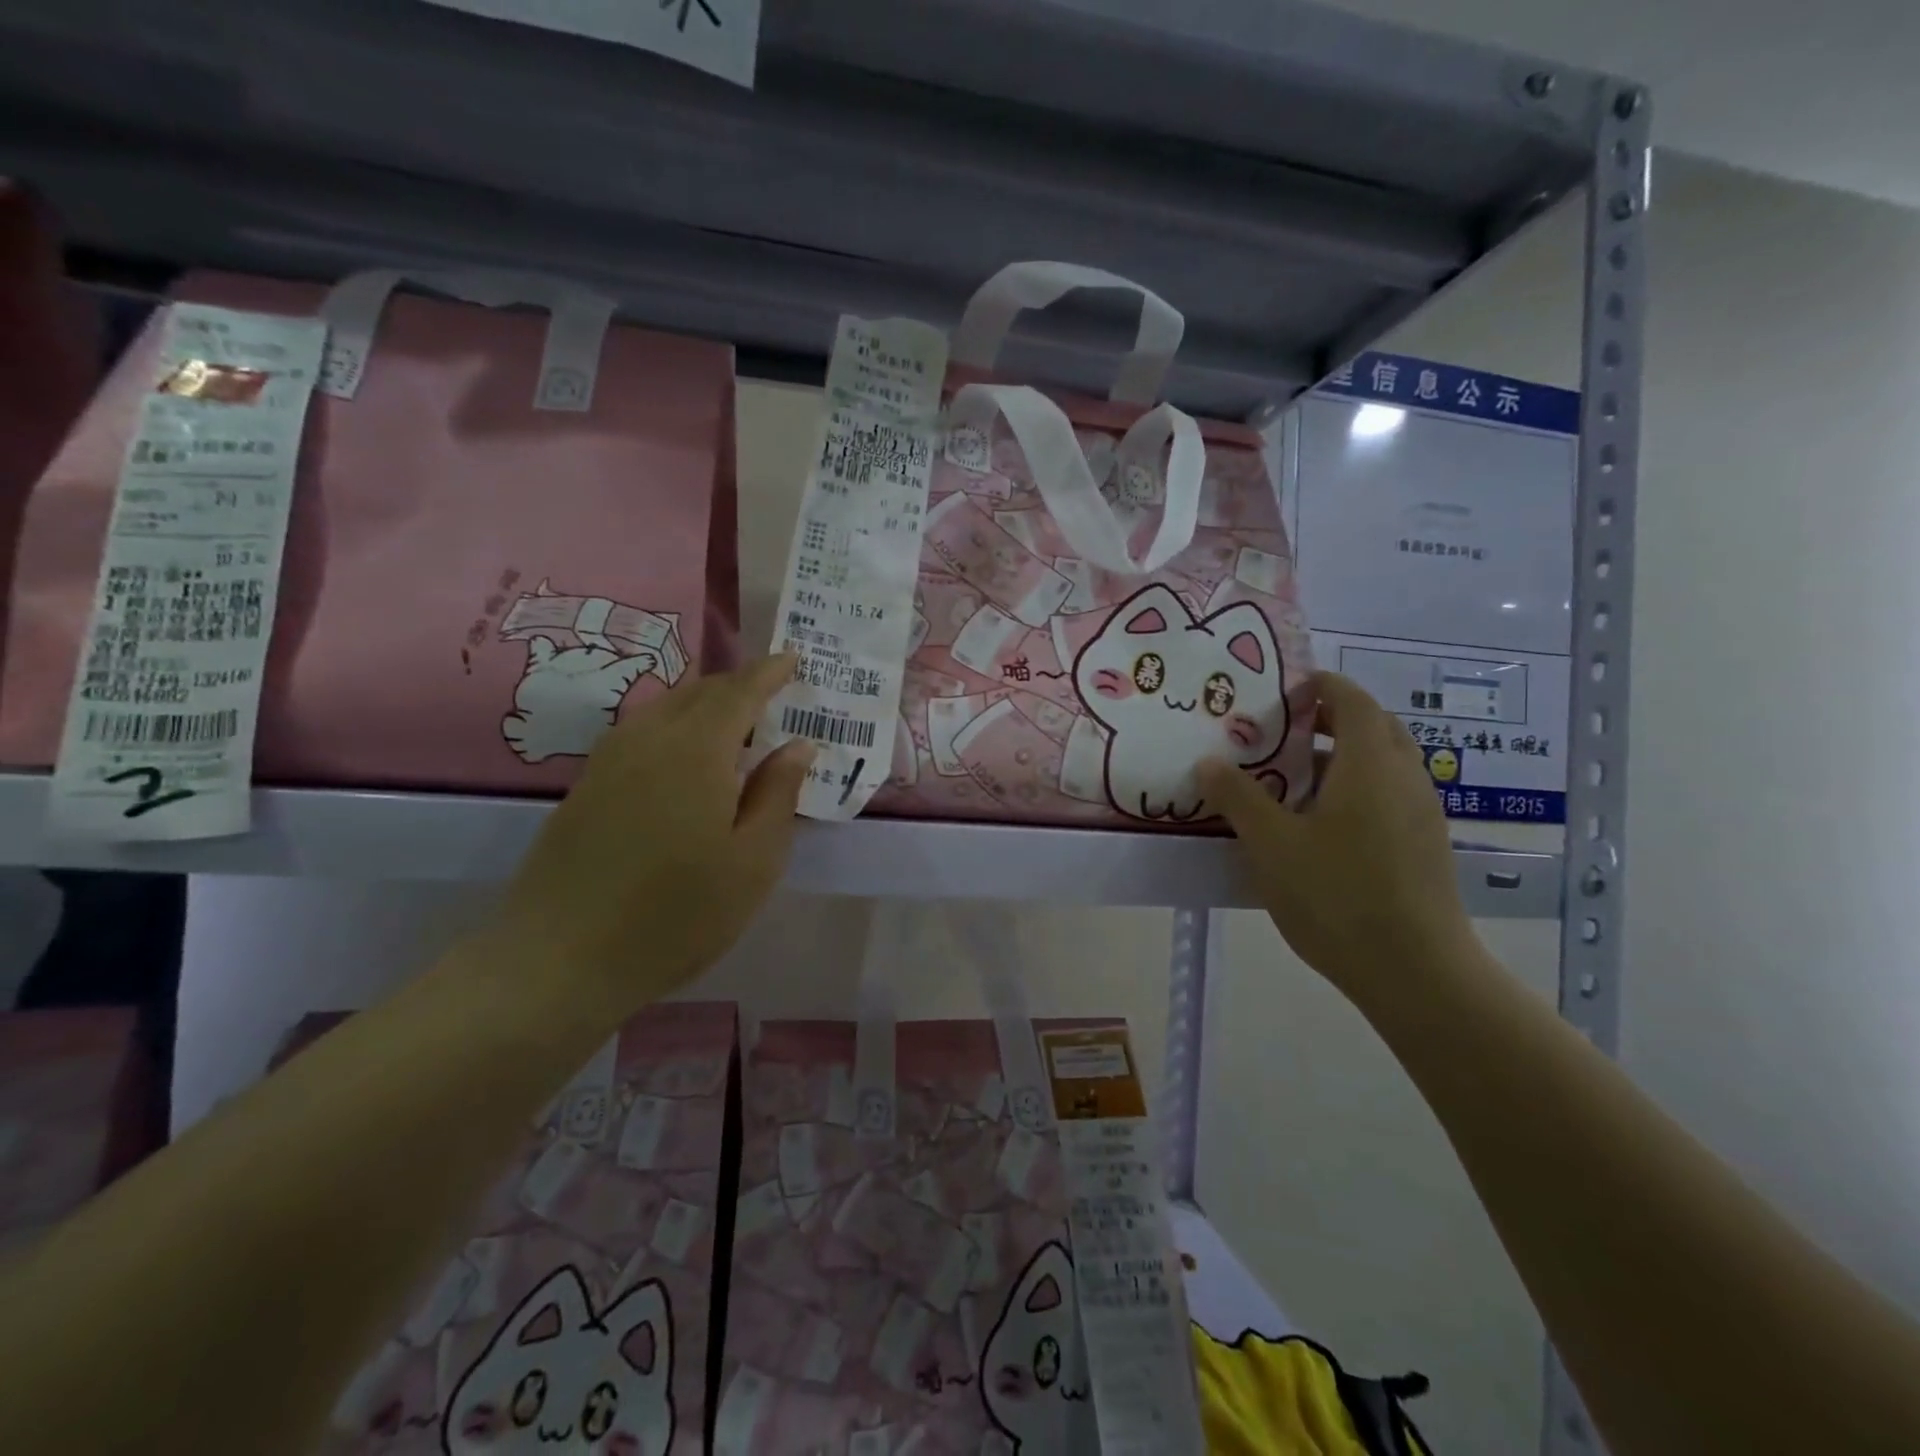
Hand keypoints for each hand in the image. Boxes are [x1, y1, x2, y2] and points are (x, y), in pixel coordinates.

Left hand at [491, 654, 814, 1008]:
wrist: (560, 960)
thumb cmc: (677, 915)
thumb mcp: (753, 862)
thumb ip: (778, 794)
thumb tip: (798, 744)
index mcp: (697, 751)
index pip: (740, 692)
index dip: (769, 672)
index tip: (793, 658)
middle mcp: (649, 739)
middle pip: (699, 692)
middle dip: (738, 685)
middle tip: (772, 693)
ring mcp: (609, 761)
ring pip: (665, 708)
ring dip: (704, 704)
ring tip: (733, 723)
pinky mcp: (586, 786)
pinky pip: (640, 732)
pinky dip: (674, 726)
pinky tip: (684, 757)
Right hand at [1199, 672, 1478, 1002]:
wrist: (1417, 972)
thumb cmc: (1337, 895)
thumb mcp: (1271, 843)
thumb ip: (1238, 797)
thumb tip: (1208, 761)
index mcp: (1371, 763)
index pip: (1351, 700)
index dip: (1319, 686)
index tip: (1282, 691)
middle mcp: (1405, 777)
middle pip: (1373, 728)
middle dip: (1330, 721)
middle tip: (1281, 733)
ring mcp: (1422, 813)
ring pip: (1382, 765)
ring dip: (1341, 759)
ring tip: (1290, 780)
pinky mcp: (1425, 846)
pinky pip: (1388, 797)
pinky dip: (1355, 791)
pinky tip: (1318, 827)